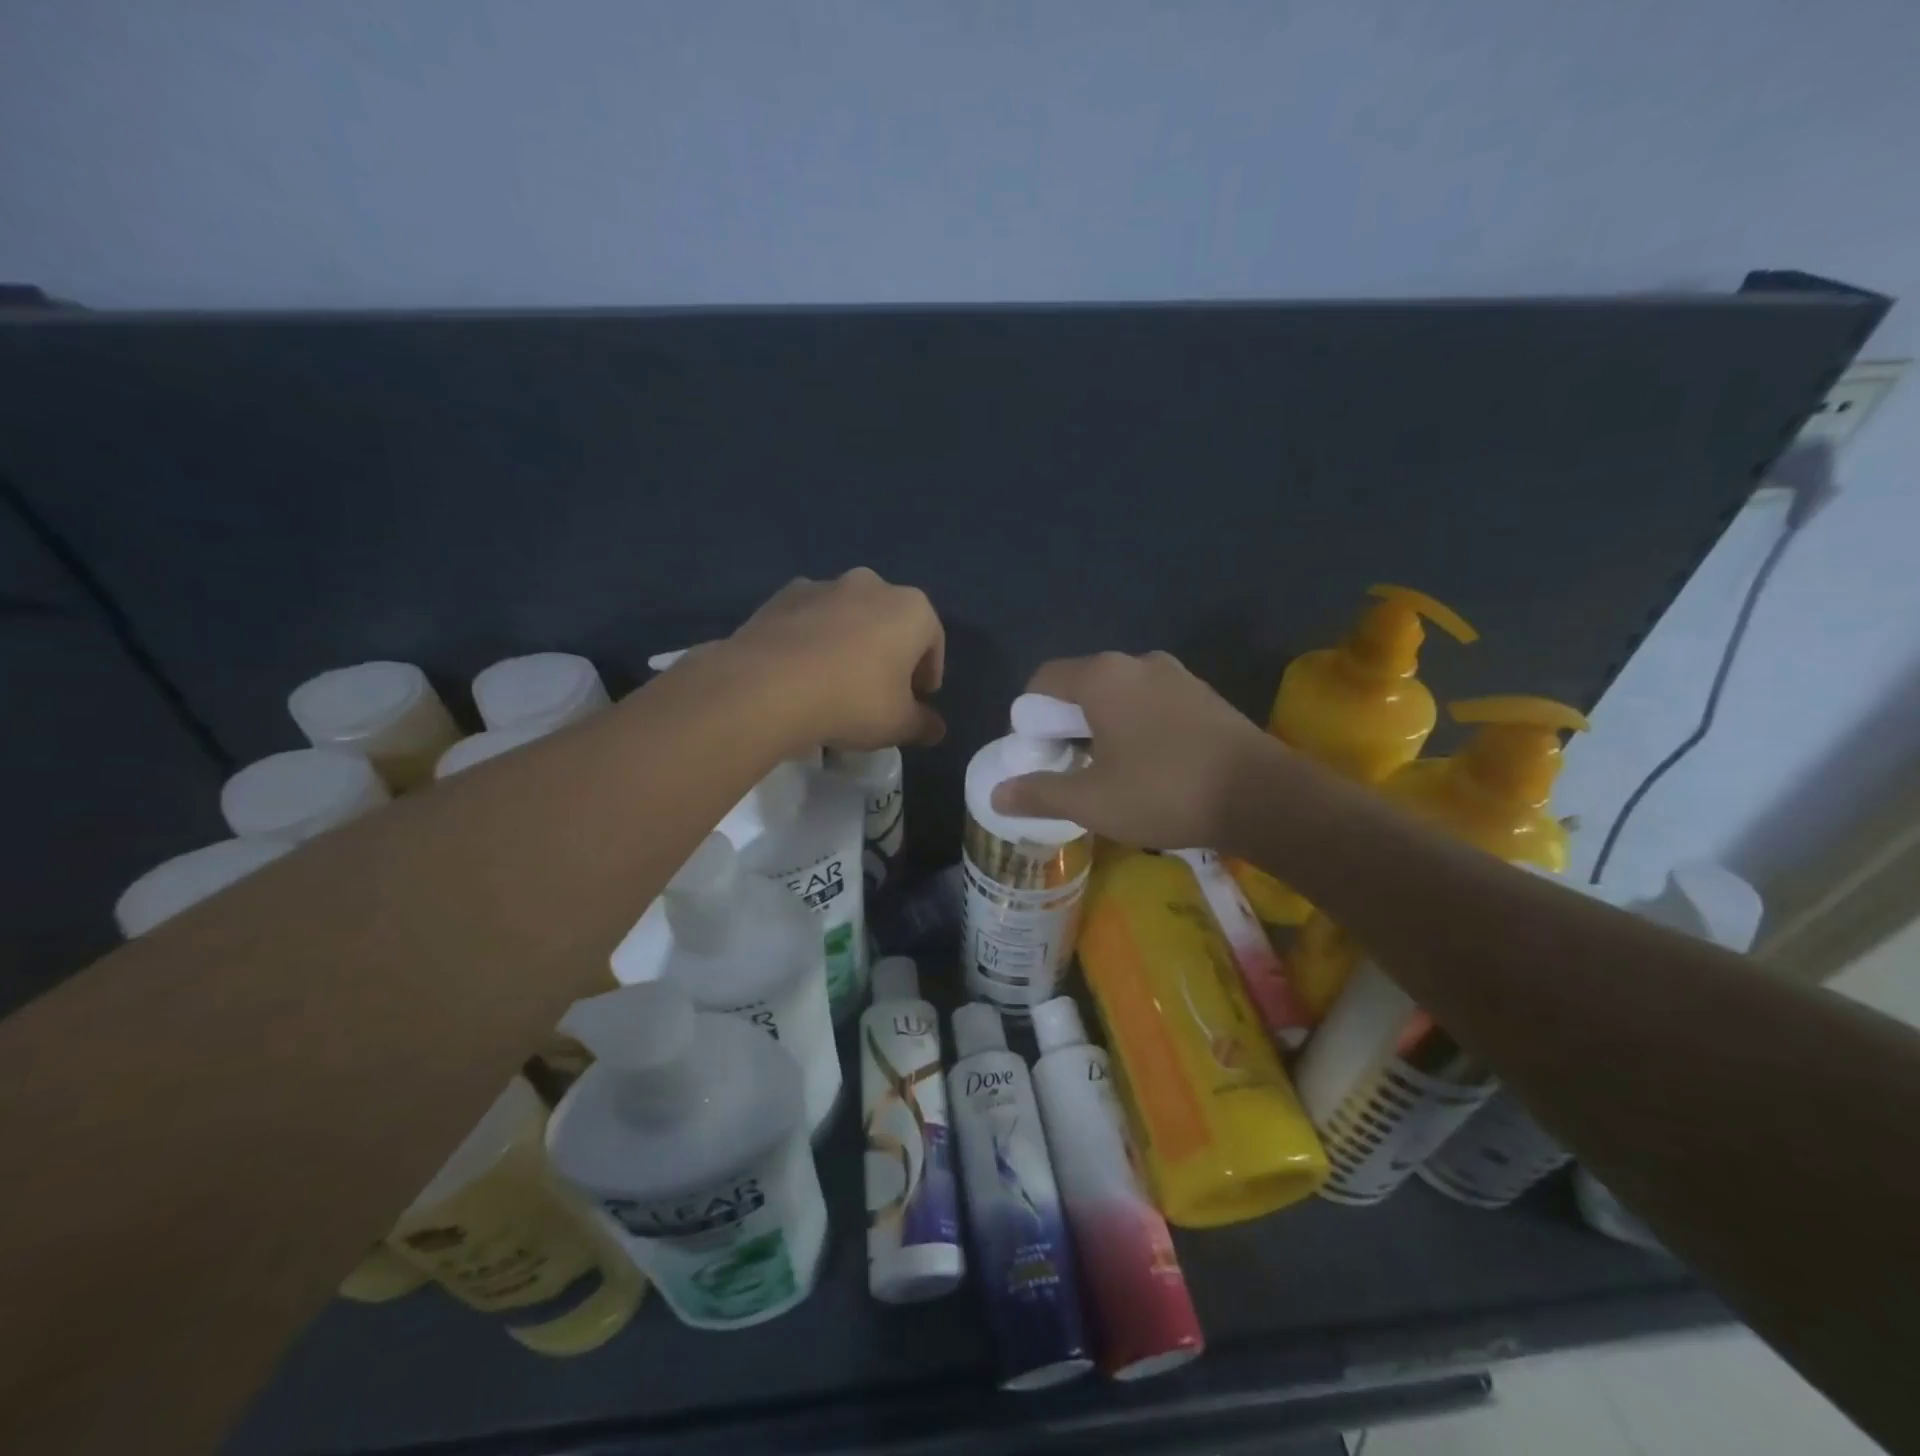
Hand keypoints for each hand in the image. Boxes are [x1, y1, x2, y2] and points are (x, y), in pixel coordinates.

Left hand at [718, 569, 944, 751]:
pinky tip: (802, 673)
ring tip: (836, 683)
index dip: (928, 673)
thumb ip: (923, 724)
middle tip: (880, 691)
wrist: (767, 687)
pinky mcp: (781, 597)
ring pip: (848, 617)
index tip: (918, 698)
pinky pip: (809, 620)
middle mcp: (870, 585)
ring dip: (850, 643)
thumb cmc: (852, 701)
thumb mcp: (898, 724)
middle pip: (890, 622)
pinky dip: (812, 640)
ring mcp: (823, 586)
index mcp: (910, 608)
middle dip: (889, 653)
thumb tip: (936, 729)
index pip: (932, 640)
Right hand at [991, 651, 1276, 847]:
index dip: (1027, 718)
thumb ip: (1040, 793)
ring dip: (1102, 726)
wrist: (1264, 797)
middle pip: (1081, 686)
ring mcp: (1177, 676)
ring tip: (1106, 770)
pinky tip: (1148, 765)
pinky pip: (1151, 703)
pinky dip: (1135, 726)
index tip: (1034, 755)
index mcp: (1102, 676)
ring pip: (1119, 695)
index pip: (1043, 680)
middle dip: (1065, 724)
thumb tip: (997, 794)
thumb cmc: (1165, 791)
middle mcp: (1138, 663)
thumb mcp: (1092, 801)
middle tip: (1066, 767)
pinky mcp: (1204, 695)